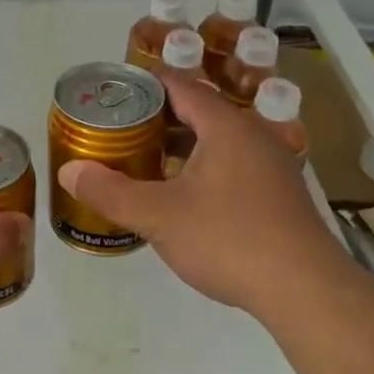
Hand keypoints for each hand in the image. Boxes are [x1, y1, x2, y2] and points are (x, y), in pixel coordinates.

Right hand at [56, 72, 349, 319]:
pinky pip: (234, 165)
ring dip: (184, 145)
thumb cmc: (229, 239)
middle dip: (161, 117)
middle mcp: (253, 136)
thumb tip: (69, 171)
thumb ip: (111, 192)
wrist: (305, 290)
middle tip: (122, 128)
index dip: (148, 84)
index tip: (117, 91)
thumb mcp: (159, 216)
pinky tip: (185, 194)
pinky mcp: (279, 195)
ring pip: (219, 141)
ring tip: (146, 158)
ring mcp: (272, 166)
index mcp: (226, 127)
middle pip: (202, 112)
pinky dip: (205, 167)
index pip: (183, 86)